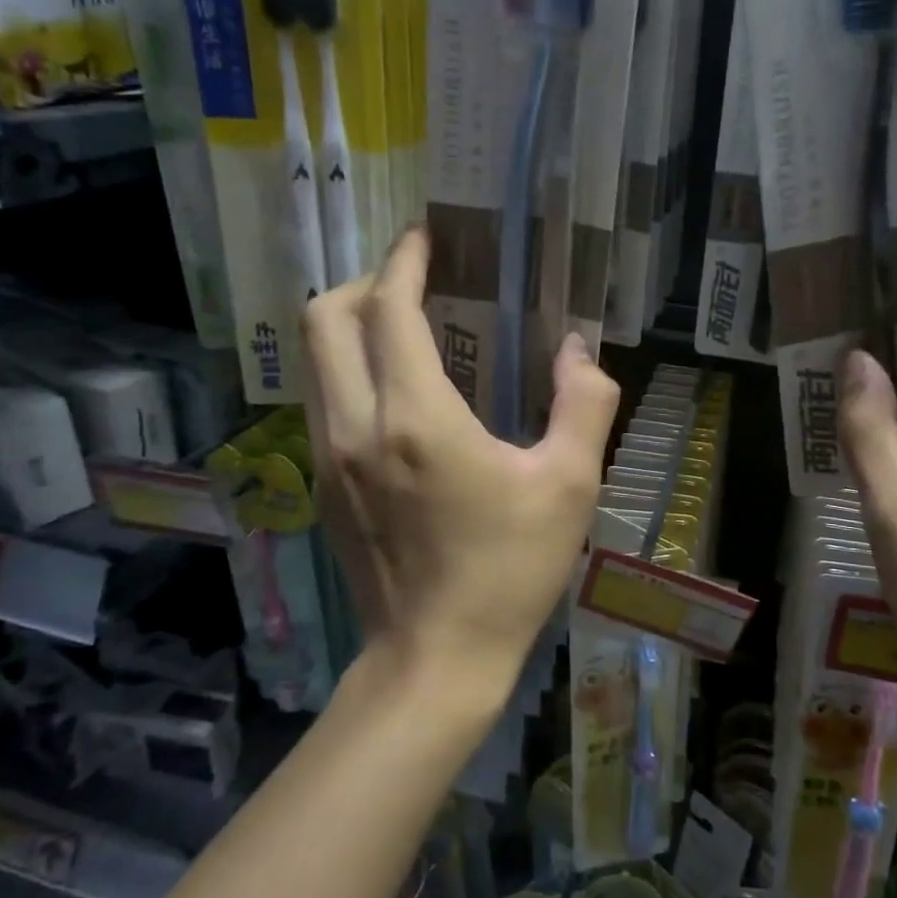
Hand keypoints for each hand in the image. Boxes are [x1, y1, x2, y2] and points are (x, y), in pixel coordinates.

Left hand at [300, 228, 620, 693]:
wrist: (436, 659)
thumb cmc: (510, 571)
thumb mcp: (570, 485)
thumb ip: (583, 403)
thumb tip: (577, 349)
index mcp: (417, 418)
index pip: (389, 309)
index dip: (406, 261)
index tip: (428, 238)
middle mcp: (356, 425)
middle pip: (326, 319)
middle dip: (366, 282)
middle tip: (415, 281)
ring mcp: (327, 457)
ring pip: (313, 358)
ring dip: (351, 324)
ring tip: (404, 325)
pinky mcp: (322, 485)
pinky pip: (321, 398)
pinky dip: (348, 367)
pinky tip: (396, 390)